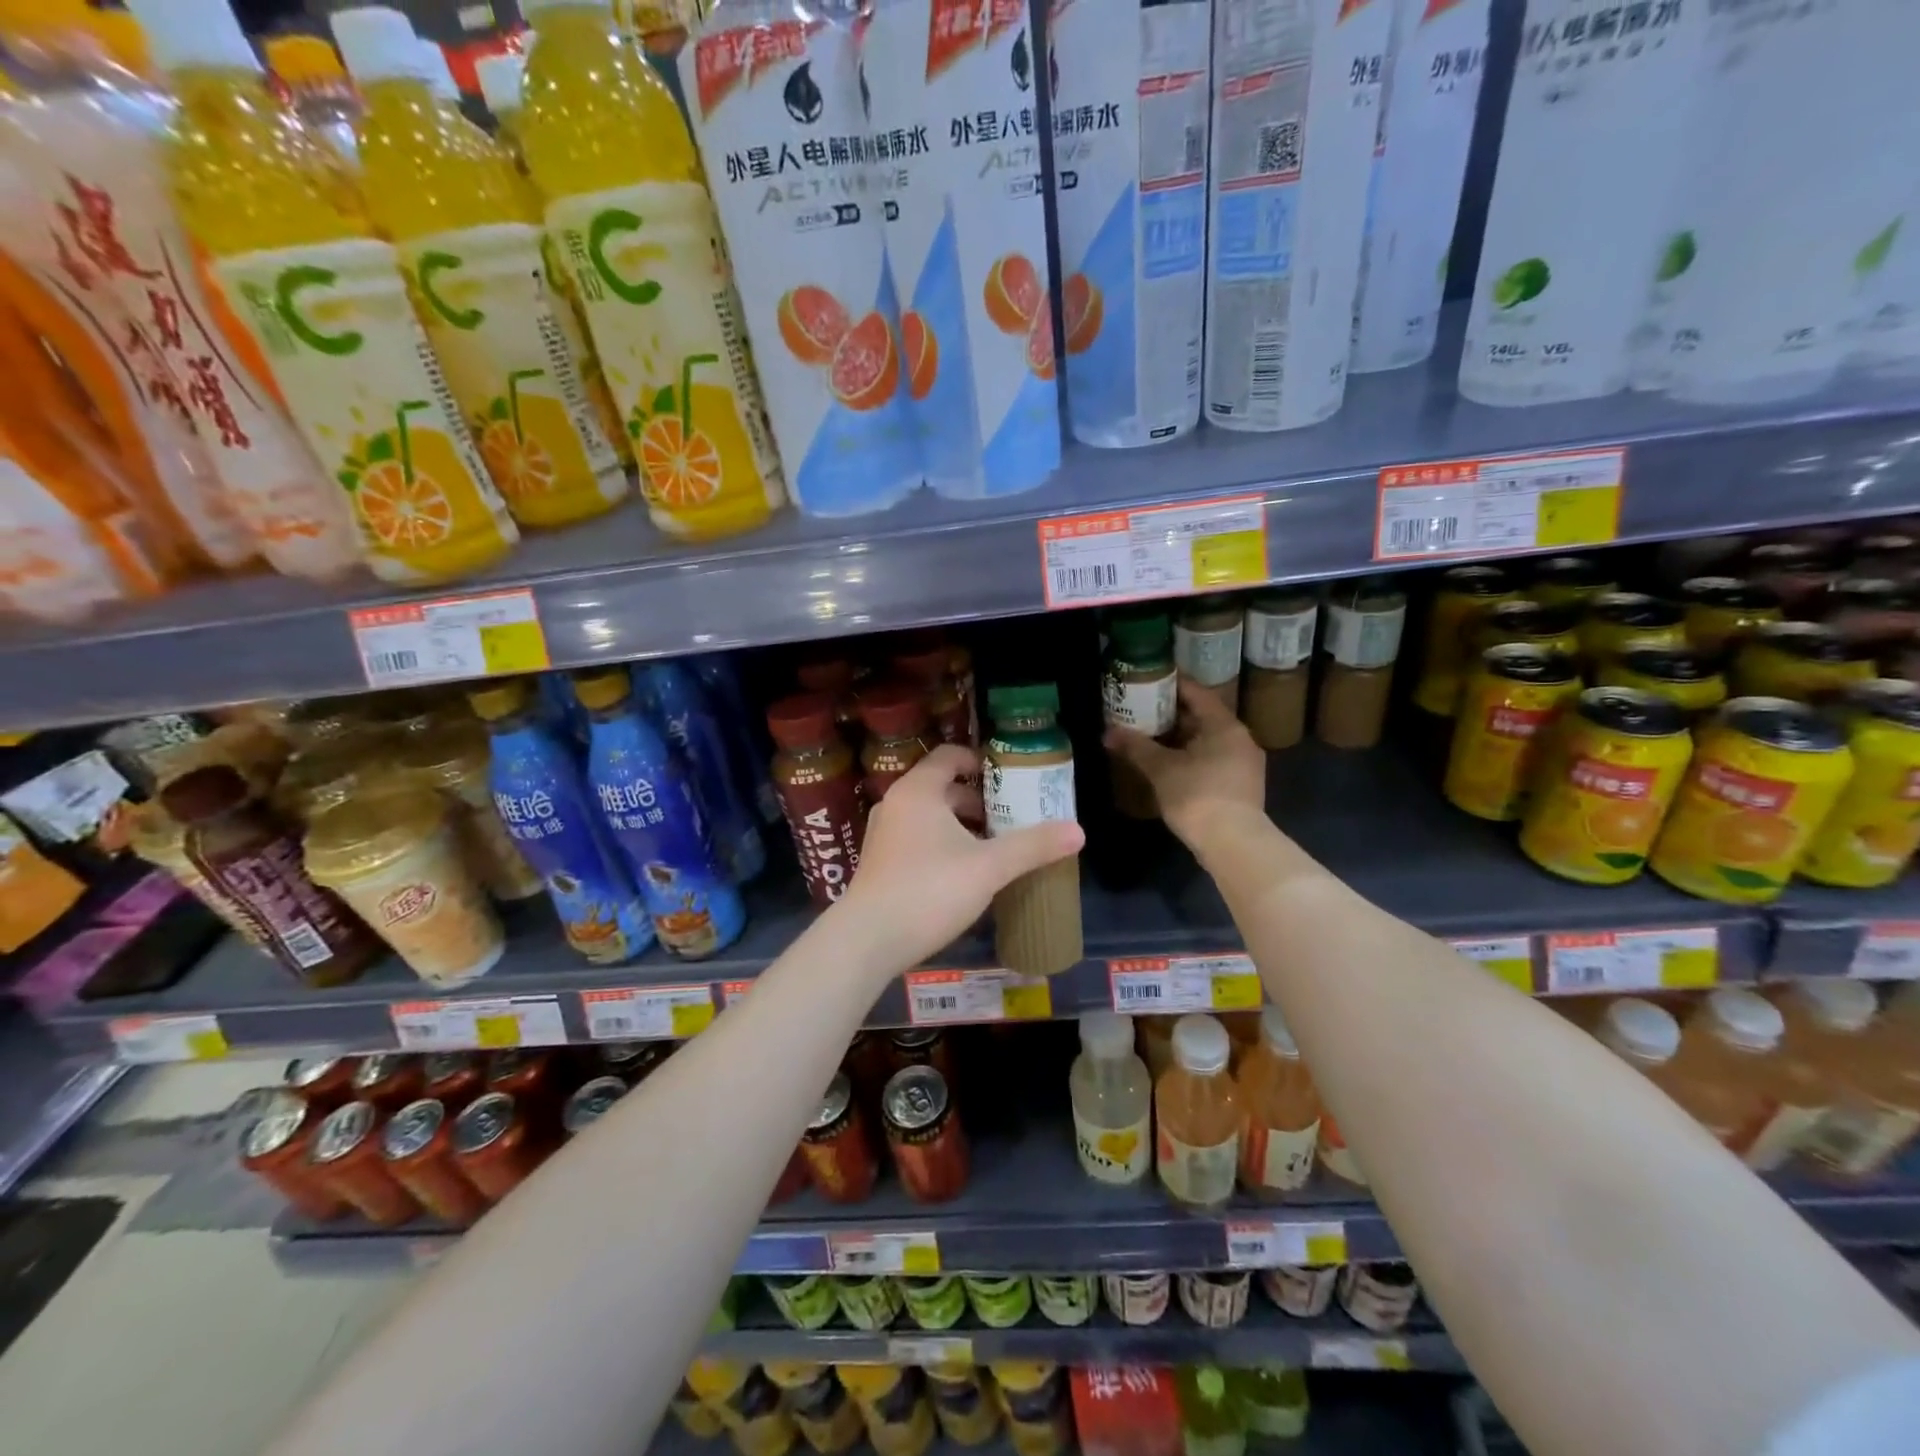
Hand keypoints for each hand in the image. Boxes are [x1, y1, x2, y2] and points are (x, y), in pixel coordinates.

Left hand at [834, 745, 1084, 974]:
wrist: (867, 940)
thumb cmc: (929, 890)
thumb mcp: (989, 867)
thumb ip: (1033, 846)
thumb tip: (1079, 831)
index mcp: (919, 791)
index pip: (949, 756)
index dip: (980, 761)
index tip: (1009, 779)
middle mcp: (896, 804)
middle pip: (942, 788)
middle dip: (978, 801)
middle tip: (1010, 819)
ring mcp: (883, 834)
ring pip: (929, 817)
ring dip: (961, 826)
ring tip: (993, 848)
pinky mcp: (879, 863)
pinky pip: (917, 839)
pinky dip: (942, 844)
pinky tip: (963, 874)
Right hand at [1104, 677, 1265, 842]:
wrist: (1233, 844)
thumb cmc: (1197, 796)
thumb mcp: (1161, 769)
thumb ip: (1135, 747)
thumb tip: (1107, 732)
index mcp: (1225, 725)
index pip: (1197, 693)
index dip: (1171, 685)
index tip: (1147, 681)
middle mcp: (1240, 739)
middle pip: (1203, 717)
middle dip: (1171, 714)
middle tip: (1141, 710)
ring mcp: (1244, 764)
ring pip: (1207, 741)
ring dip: (1180, 738)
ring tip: (1149, 737)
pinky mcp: (1240, 786)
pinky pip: (1212, 760)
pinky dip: (1190, 757)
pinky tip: (1169, 765)